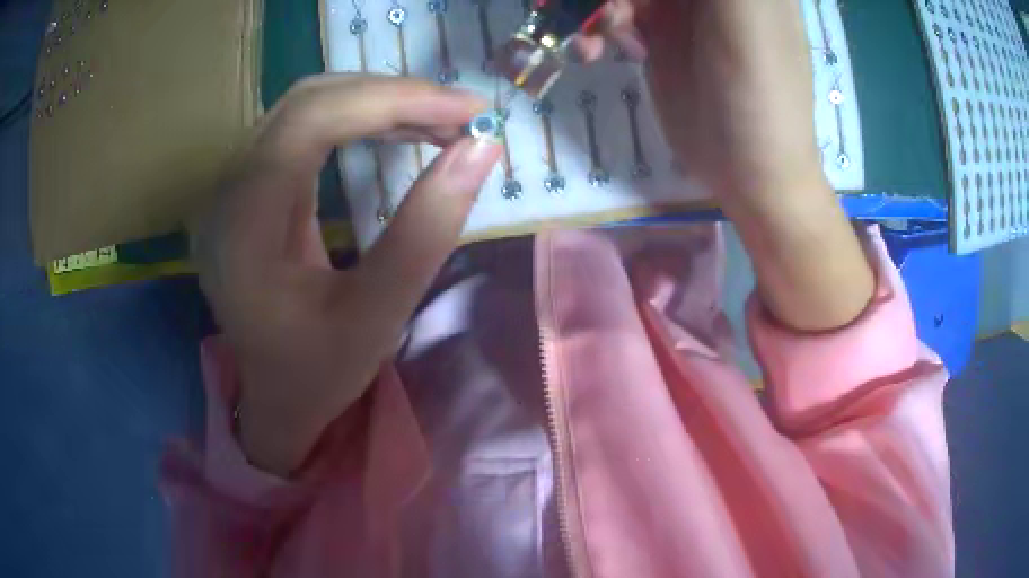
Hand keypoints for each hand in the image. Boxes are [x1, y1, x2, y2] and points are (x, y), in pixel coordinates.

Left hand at [192, 75, 500, 474]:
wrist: (275, 397)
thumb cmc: (317, 372)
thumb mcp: (378, 316)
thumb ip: (427, 230)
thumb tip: (483, 149)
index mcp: (243, 226)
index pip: (310, 121)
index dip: (392, 100)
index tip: (468, 110)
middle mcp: (227, 191)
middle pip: (308, 101)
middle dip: (392, 95)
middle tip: (462, 113)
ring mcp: (234, 184)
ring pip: (308, 106)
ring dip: (379, 102)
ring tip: (442, 120)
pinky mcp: (250, 186)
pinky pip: (305, 128)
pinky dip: (360, 119)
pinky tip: (401, 129)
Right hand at [581, 0, 822, 199]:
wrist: (749, 171)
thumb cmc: (760, 93)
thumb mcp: (745, 15)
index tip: (628, 4)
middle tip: (591, 10)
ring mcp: (680, 3)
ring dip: (590, 4)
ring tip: (593, 37)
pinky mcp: (657, 29)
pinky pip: (611, 9)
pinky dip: (592, 24)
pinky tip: (593, 51)